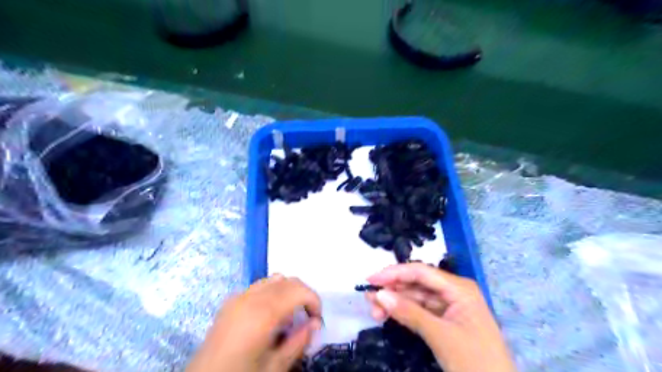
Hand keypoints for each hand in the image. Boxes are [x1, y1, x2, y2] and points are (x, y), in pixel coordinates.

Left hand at [187, 275, 321, 371]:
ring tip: (288, 316)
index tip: (316, 320)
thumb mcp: (274, 368)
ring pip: (274, 279)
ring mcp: (239, 296)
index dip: (314, 301)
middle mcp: (252, 297)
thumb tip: (315, 323)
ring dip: (288, 291)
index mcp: (264, 312)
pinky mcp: (230, 301)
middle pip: (289, 280)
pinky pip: (259, 286)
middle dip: (304, 294)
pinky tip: (268, 315)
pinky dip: (272, 292)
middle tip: (307, 318)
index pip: (299, 290)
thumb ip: (298, 342)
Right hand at [367, 263, 515, 371]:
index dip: (394, 273)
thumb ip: (409, 313)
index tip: (370, 279)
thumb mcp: (440, 336)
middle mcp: (454, 292)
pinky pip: (421, 311)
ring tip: (374, 311)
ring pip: (417, 298)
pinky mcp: (447, 321)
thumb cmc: (475, 363)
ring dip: (396, 302)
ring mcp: (451, 307)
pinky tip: (389, 315)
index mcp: (459, 288)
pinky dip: (405, 313)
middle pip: (417, 284)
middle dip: (393, 290)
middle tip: (369, 300)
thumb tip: (379, 295)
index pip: (420, 272)